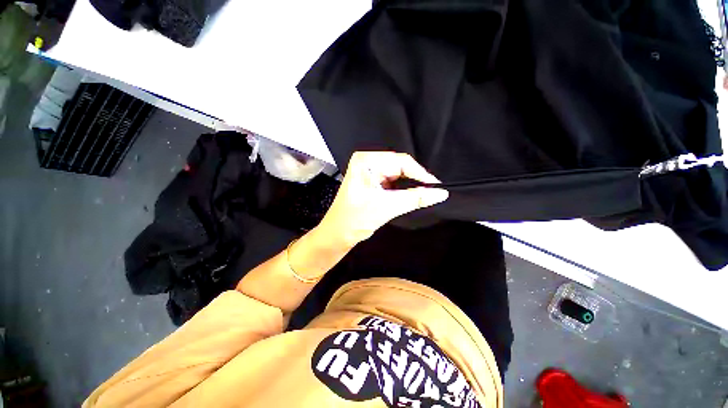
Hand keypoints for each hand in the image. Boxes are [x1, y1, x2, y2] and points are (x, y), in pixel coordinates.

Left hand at [316, 152, 448, 246]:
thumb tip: (440, 193)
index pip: (400, 161)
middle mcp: (367, 162)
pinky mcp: (372, 182)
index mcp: (366, 161)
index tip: (436, 186)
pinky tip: (410, 195)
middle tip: (432, 191)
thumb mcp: (387, 207)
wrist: (338, 234)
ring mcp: (370, 172)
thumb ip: (415, 198)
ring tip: (423, 194)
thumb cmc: (355, 219)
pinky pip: (393, 182)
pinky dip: (402, 189)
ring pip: (398, 175)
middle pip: (399, 167)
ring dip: (409, 185)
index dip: (420, 173)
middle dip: (415, 180)